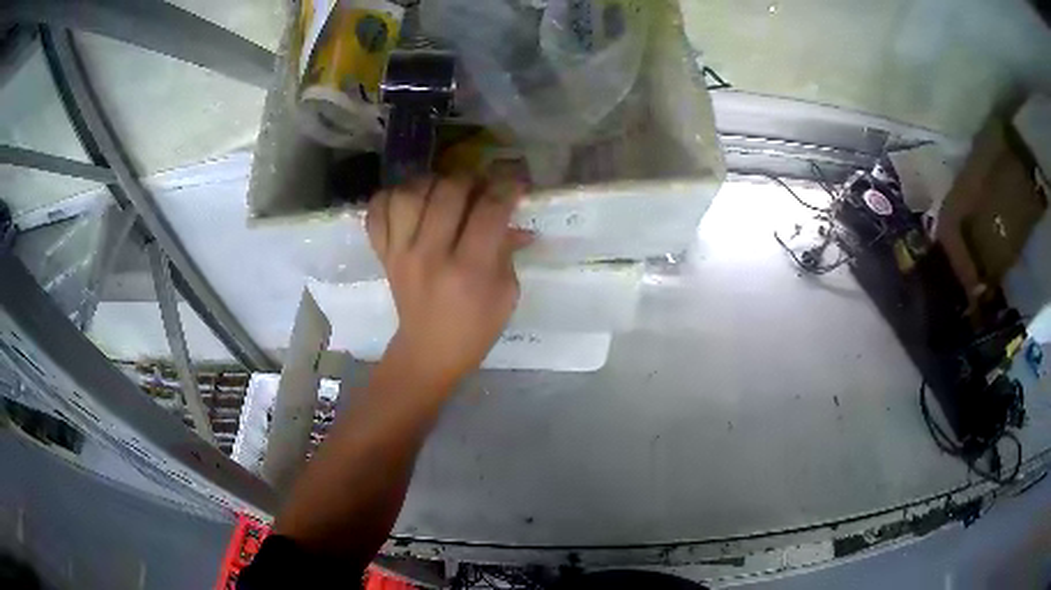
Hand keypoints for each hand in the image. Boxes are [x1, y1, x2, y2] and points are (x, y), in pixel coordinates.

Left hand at [366, 176, 531, 389]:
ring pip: (408, 195)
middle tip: (480, 186)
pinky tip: (410, 201)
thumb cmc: (475, 329)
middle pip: (448, 193)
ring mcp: (401, 254)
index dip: (507, 188)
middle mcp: (431, 256)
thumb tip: (514, 221)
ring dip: (431, 182)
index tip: (515, 182)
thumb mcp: (506, 295)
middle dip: (471, 179)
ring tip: (443, 190)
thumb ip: (507, 252)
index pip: (489, 212)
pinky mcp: (383, 255)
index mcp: (469, 271)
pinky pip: (377, 212)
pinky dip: (390, 197)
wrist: (428, 352)